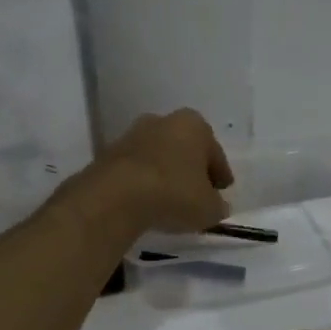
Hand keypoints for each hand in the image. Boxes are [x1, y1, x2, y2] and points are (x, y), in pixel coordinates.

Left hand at [59, 108, 232, 235]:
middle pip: (184, 148)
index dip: (220, 174)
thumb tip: (216, 205)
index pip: (214, 152)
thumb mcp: (208, 208)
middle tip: (197, 193)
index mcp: (194, 125)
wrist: (116, 196)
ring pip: (157, 157)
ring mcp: (132, 135)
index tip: (222, 190)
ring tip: (169, 200)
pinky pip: (135, 170)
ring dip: (164, 174)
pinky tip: (146, 202)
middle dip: (190, 169)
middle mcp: (163, 121)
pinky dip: (142, 182)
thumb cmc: (174, 193)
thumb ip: (217, 205)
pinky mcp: (108, 154)